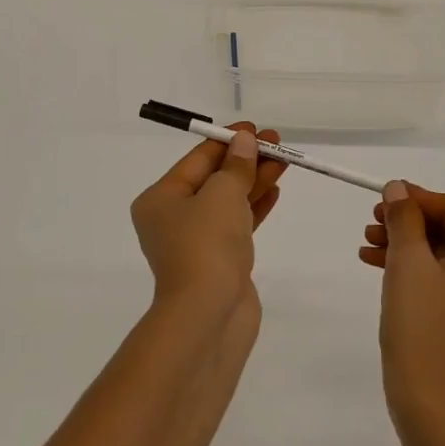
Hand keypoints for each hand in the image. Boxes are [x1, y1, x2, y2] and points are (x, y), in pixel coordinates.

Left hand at [131, 123, 285, 313]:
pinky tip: (274, 190)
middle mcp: (173, 219)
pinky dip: (255, 206)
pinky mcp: (219, 262)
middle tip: (276, 142)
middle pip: (214, 178)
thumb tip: (244, 142)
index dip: (228, 141)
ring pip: (229, 201)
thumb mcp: (222, 194)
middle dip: (245, 159)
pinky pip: (238, 224)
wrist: (208, 317)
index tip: (255, 129)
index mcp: (161, 199)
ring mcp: (196, 243)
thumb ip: (236, 165)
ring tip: (284, 161)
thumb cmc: (207, 245)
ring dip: (254, 180)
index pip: (197, 160)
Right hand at [361, 182, 444, 427]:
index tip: (384, 199)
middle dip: (407, 222)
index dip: (418, 198)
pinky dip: (410, 267)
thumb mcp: (408, 262)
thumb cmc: (423, 324)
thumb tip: (398, 189)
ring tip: (366, 244)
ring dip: (403, 243)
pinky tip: (375, 264)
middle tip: (371, 221)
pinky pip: (438, 277)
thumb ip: (403, 219)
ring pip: (440, 253)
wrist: (431, 402)